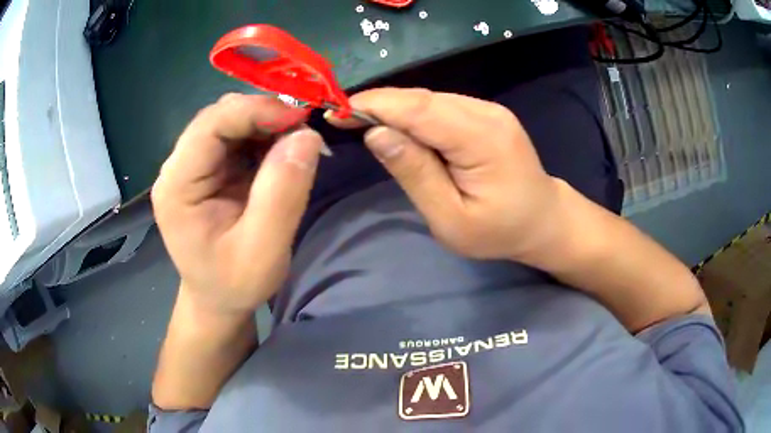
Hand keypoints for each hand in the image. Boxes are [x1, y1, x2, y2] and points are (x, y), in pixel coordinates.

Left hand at [152, 93, 323, 315]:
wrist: (217, 300)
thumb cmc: (234, 284)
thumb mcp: (263, 251)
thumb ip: (283, 194)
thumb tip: (307, 136)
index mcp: (177, 185)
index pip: (211, 124)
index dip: (255, 111)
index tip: (300, 119)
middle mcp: (178, 167)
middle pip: (219, 116)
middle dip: (264, 115)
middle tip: (303, 132)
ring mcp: (191, 165)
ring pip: (230, 121)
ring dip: (266, 124)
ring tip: (295, 144)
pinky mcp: (207, 168)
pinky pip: (237, 136)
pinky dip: (264, 136)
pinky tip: (280, 153)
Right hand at [328, 88, 560, 259]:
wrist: (543, 220)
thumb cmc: (499, 231)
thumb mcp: (451, 218)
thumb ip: (415, 173)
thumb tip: (376, 133)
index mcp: (482, 140)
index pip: (418, 109)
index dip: (374, 105)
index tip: (336, 112)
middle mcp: (486, 113)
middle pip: (422, 99)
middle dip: (379, 105)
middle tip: (342, 119)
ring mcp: (489, 110)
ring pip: (429, 100)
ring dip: (394, 109)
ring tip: (363, 124)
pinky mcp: (487, 114)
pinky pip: (441, 107)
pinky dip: (414, 115)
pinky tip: (399, 129)